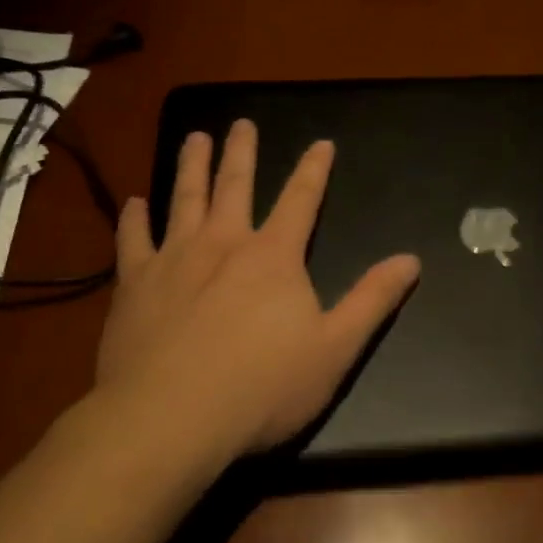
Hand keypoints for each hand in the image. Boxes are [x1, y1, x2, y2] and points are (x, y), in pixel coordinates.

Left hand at [92, 120, 420, 464]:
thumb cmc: (261, 388)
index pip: (301, 199)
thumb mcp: (335, 349)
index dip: (314, 169)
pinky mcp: (134, 284)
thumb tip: (410, 260)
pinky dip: (133, 218)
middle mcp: (223, 243)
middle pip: (234, 185)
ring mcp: (174, 259)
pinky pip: (132, 240)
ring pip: (183, 198)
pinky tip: (133, 202)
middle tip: (241, 123)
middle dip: (241, 151)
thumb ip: (372, 300)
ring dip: (191, 166)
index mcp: (273, 256)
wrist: (169, 419)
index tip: (321, 142)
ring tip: (195, 138)